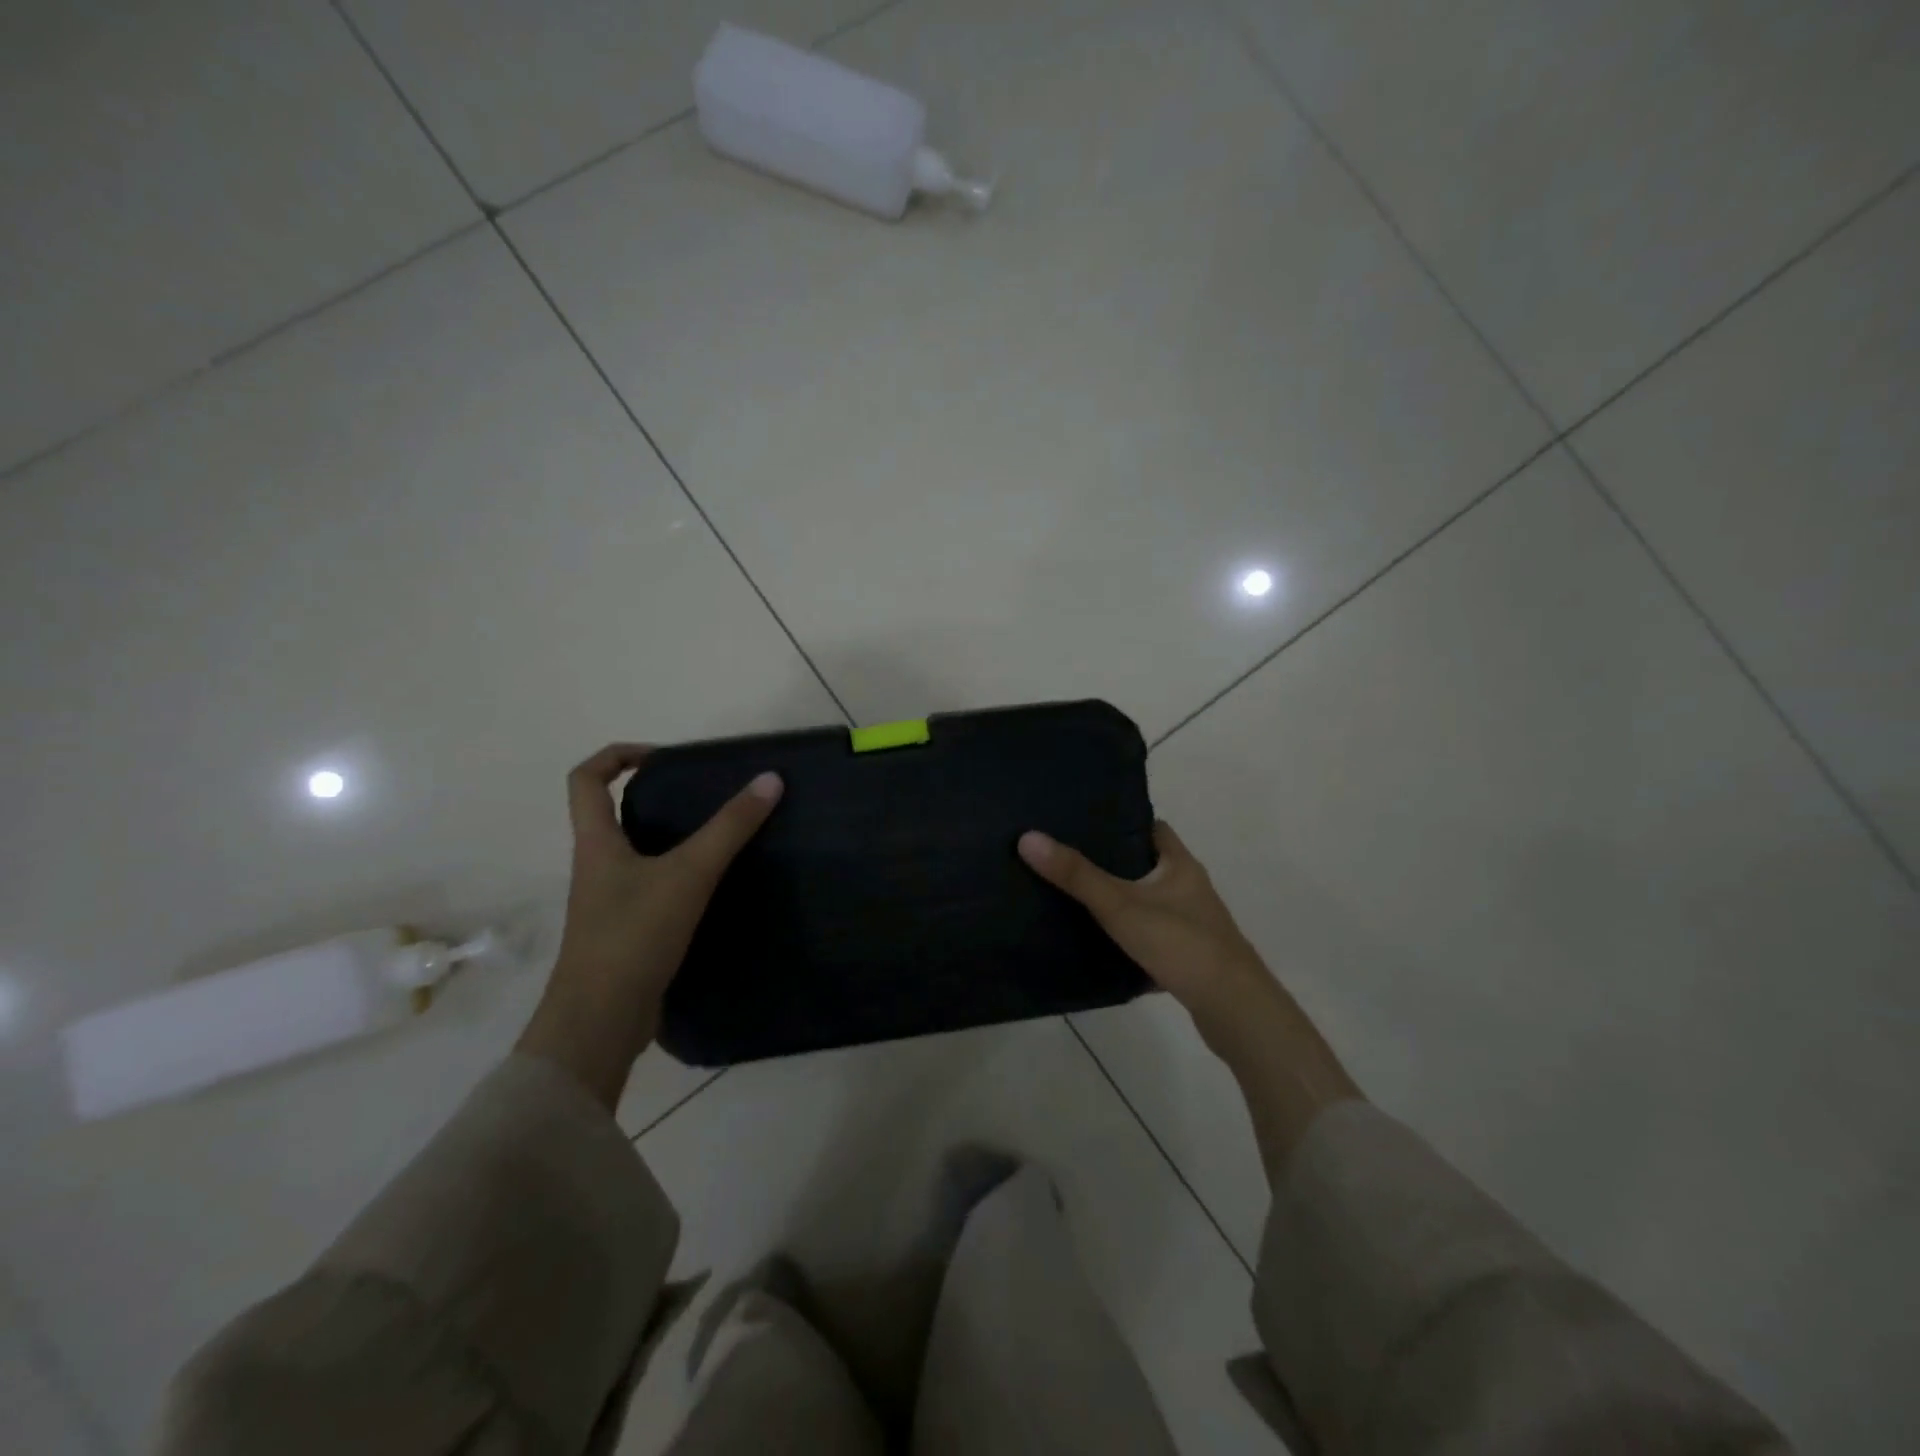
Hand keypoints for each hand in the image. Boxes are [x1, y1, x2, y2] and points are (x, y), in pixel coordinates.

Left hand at [555, 743, 783, 1000]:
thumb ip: (730, 828)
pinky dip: (680, 878)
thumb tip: (770, 779)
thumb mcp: (688, 874)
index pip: (585, 779)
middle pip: (613, 815)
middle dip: (655, 797)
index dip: (616, 755)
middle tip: (704, 796)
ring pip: (637, 854)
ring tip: (720, 837)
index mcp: (596, 843)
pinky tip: (716, 887)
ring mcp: (610, 903)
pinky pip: (653, 889)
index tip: (663, 757)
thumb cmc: (633, 936)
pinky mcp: (628, 933)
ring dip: (671, 839)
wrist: (600, 1023)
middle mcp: (597, 867)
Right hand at [1020, 819, 1360, 1174]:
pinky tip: (1096, 940)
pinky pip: (1149, 934)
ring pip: (1146, 901)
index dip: (1119, 820)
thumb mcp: (1121, 905)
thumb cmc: (1181, 944)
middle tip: (1064, 857)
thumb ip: (1076, 875)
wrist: (1234, 1011)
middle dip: (1109, 861)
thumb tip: (1028, 838)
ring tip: (1071, 894)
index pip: (1150, 827)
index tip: (1081, 820)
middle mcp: (1189, 887)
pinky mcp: (1186, 956)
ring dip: (1117, 898)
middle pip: (1145, 864)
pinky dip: (1126, 933)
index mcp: (1179, 864)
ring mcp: (1191, 923)